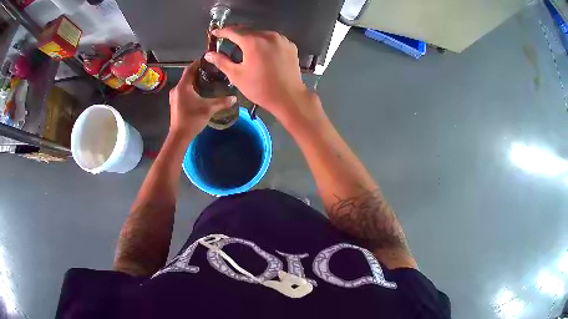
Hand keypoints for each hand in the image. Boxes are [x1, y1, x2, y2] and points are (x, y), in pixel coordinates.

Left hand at [169, 61, 236, 136]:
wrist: (179, 136)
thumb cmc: (192, 119)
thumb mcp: (209, 109)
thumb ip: (222, 102)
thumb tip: (234, 98)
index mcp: (183, 86)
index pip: (190, 68)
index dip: (198, 62)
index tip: (208, 59)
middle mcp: (177, 89)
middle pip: (187, 76)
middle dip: (198, 72)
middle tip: (211, 70)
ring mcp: (174, 97)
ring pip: (185, 84)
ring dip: (194, 81)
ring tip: (207, 80)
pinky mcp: (175, 103)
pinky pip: (184, 91)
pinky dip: (191, 89)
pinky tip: (200, 92)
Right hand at [204, 27, 319, 125]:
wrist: (289, 97)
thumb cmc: (260, 88)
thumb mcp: (236, 75)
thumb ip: (221, 62)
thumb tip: (209, 54)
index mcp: (253, 41)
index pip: (234, 31)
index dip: (222, 31)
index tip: (215, 33)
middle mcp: (268, 35)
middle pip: (248, 30)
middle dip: (237, 34)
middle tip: (227, 38)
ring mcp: (281, 39)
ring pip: (262, 33)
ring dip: (251, 37)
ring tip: (244, 45)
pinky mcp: (290, 45)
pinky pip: (274, 39)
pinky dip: (265, 42)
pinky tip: (262, 50)